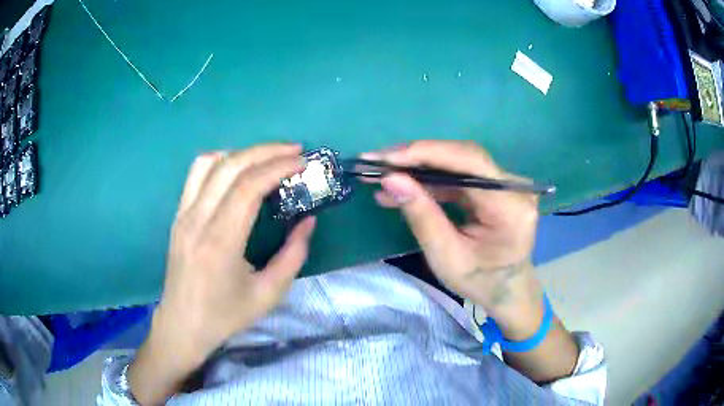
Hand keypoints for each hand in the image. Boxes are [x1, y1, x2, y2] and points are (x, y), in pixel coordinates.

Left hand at [128, 144, 314, 404]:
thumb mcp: (269, 294)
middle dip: (266, 151)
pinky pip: (196, 174)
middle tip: (294, 151)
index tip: (302, 162)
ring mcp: (183, 214)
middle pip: (230, 166)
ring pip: (210, 162)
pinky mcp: (178, 215)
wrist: (183, 324)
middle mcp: (197, 220)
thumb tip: (308, 220)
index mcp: (219, 243)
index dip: (278, 167)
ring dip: (243, 152)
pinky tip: (238, 169)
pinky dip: (221, 161)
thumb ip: (293, 255)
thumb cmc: (225, 315)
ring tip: (268, 157)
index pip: (248, 187)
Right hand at [363, 140, 578, 383]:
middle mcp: (513, 186)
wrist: (507, 290)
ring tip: (383, 175)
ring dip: (420, 167)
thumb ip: (421, 215)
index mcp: (510, 206)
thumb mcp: (446, 257)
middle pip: (463, 157)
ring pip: (458, 162)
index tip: (385, 158)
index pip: (469, 162)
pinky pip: (459, 175)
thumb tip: (390, 179)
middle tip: (377, 162)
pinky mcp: (495, 187)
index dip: (425, 154)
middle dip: (417, 157)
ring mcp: (506, 184)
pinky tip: (405, 186)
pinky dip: (431, 180)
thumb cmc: (480, 282)